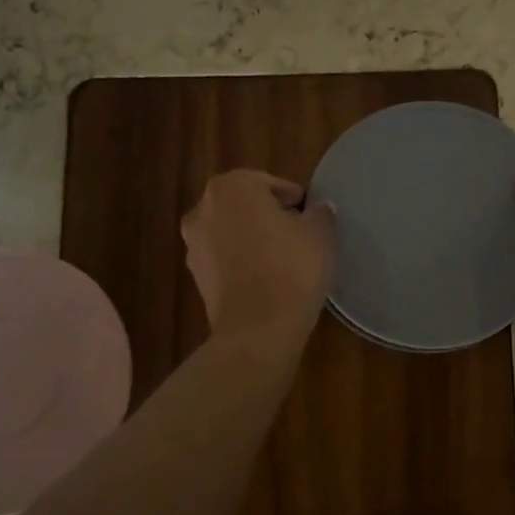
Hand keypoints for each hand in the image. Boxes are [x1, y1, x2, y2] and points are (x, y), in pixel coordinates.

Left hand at [182, 170, 335, 343]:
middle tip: (299, 237)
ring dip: (253, 240)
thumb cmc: (291, 269)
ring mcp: (193, 243)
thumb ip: (320, 214)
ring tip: (283, 261)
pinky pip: (225, 259)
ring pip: (233, 232)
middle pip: (246, 205)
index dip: (295, 201)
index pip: (271, 184)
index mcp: (233, 186)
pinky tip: (266, 280)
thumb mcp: (320, 235)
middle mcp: (204, 207)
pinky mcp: (195, 276)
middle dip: (270, 217)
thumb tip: (319, 209)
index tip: (311, 219)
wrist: (257, 329)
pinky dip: (242, 263)